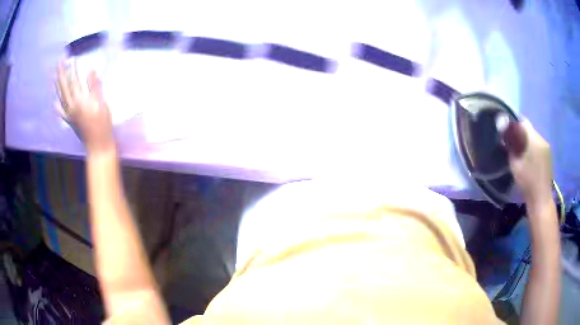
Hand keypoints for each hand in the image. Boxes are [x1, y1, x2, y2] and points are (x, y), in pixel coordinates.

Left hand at [56, 61, 114, 154]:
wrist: (97, 144)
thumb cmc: (102, 123)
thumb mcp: (101, 103)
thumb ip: (94, 86)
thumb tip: (91, 70)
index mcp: (79, 101)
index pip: (75, 81)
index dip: (73, 70)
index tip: (72, 59)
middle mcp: (71, 106)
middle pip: (64, 87)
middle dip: (61, 74)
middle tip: (59, 63)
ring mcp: (69, 114)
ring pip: (61, 97)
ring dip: (57, 86)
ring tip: (55, 76)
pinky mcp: (70, 121)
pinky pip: (61, 112)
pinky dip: (57, 106)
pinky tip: (54, 102)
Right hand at [506, 120, 552, 206]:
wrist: (541, 199)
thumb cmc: (527, 182)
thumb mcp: (515, 165)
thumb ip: (511, 147)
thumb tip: (506, 136)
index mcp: (534, 139)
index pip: (523, 122)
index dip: (514, 124)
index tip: (507, 130)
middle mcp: (542, 139)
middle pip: (529, 129)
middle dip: (521, 133)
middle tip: (513, 142)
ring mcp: (546, 147)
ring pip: (534, 137)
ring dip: (527, 140)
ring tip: (521, 151)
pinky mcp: (548, 155)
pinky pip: (539, 144)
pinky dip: (533, 147)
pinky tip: (529, 158)